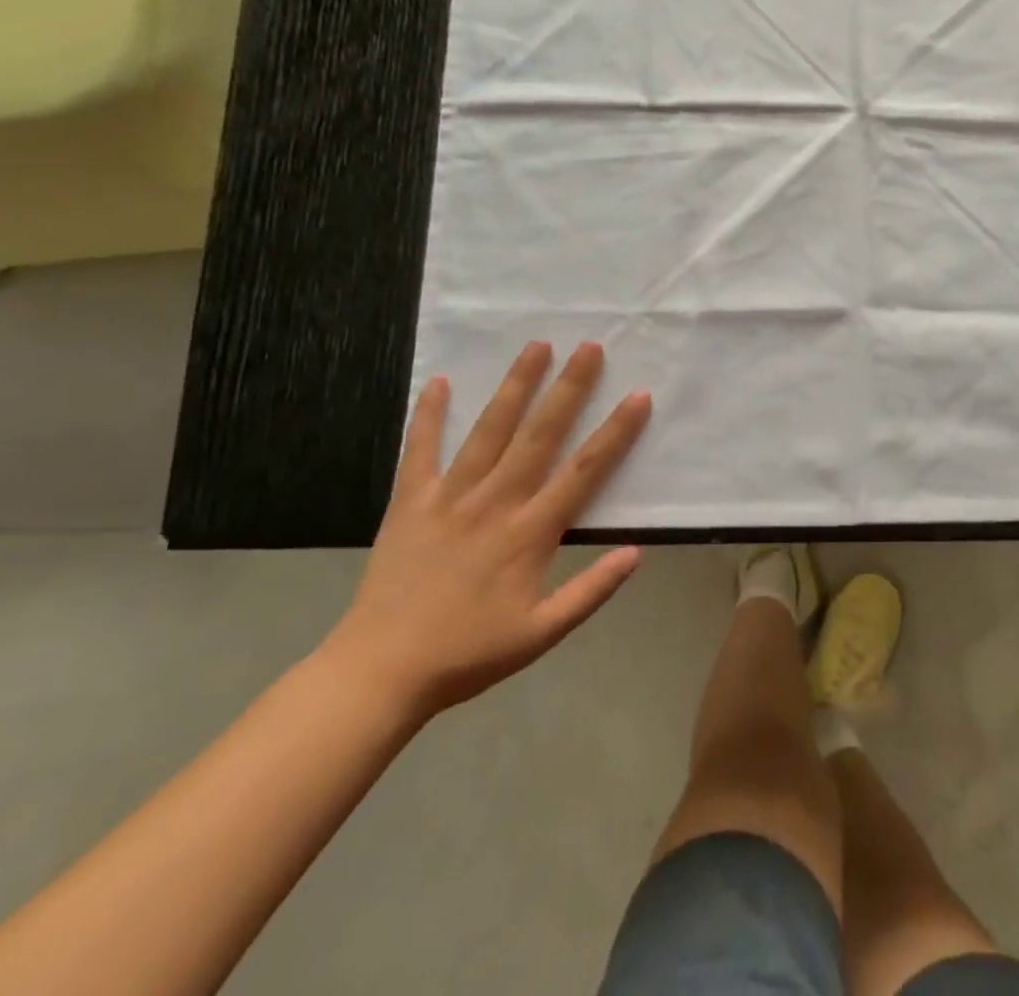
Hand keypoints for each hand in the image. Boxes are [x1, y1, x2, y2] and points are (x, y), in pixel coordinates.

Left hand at [323, 341, 650, 720]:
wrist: (380, 672)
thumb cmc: (468, 653)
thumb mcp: (541, 634)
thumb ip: (590, 591)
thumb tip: (637, 552)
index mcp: (530, 532)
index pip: (585, 471)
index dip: (616, 431)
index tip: (639, 395)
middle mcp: (495, 502)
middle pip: (541, 434)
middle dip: (569, 388)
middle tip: (590, 347)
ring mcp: (450, 497)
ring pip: (490, 431)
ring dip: (515, 386)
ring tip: (536, 346)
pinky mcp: (411, 502)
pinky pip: (421, 451)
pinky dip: (430, 416)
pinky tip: (440, 382)